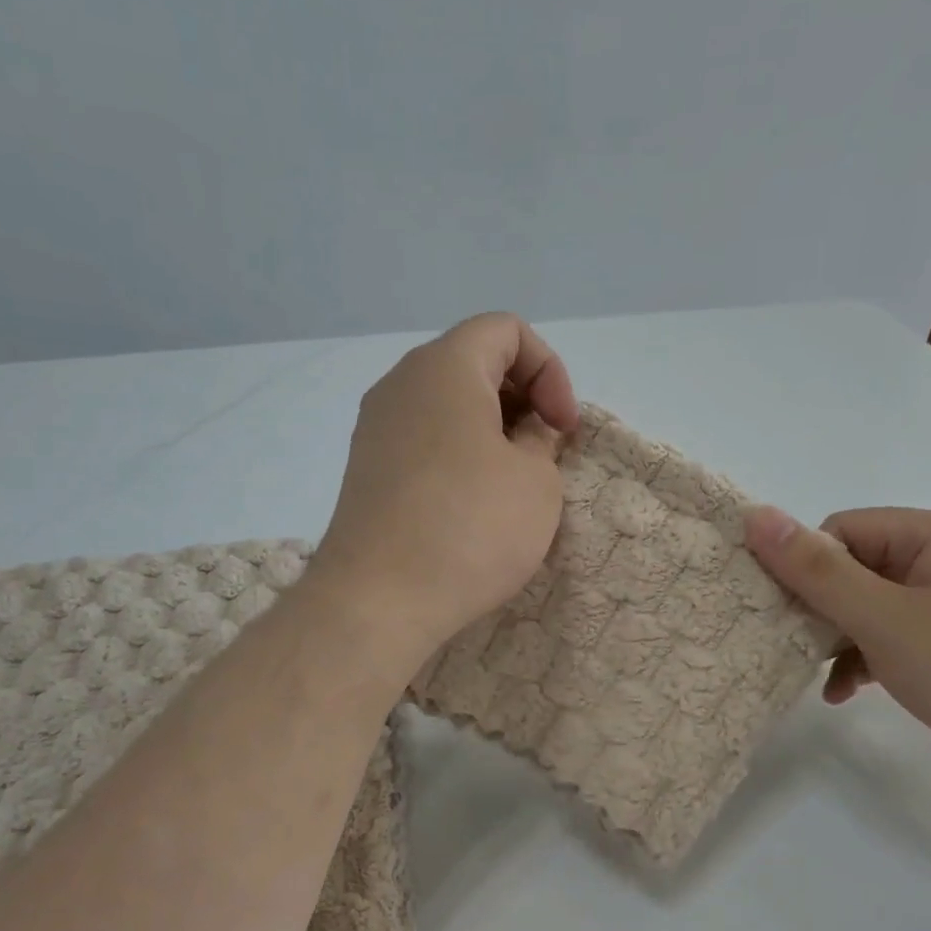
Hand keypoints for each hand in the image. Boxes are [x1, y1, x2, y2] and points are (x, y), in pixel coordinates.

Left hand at [308, 313, 579, 666]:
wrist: (377, 600)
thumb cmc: (470, 527)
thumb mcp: (535, 480)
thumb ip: (540, 439)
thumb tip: (524, 432)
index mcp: (445, 367)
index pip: (506, 330)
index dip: (549, 369)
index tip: (563, 427)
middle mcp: (401, 384)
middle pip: (474, 363)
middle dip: (522, 398)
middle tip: (545, 453)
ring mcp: (376, 428)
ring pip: (447, 404)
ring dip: (491, 430)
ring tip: (514, 482)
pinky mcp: (367, 469)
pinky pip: (424, 439)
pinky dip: (459, 453)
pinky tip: (474, 503)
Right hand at [745, 506, 930, 804]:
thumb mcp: (885, 619)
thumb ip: (816, 571)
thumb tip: (755, 515)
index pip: (845, 531)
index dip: (809, 568)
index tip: (788, 614)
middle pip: (859, 569)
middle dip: (824, 610)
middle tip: (797, 649)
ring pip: (877, 609)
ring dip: (843, 641)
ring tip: (823, 680)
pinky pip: (903, 640)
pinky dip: (872, 661)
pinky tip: (850, 694)